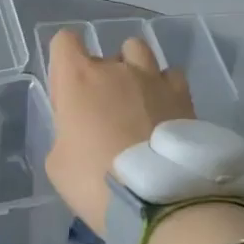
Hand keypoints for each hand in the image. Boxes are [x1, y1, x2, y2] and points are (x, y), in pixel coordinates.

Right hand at [43, 30, 194, 235]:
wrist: (158, 201)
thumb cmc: (94, 181)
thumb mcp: (58, 164)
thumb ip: (66, 134)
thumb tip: (80, 131)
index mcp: (79, 79)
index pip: (64, 42)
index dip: (63, 64)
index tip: (67, 95)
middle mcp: (117, 69)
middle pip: (105, 52)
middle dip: (102, 76)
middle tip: (104, 114)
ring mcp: (154, 79)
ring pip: (140, 52)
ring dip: (135, 71)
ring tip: (137, 104)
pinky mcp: (184, 96)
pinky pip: (171, 77)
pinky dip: (165, 89)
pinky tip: (164, 114)